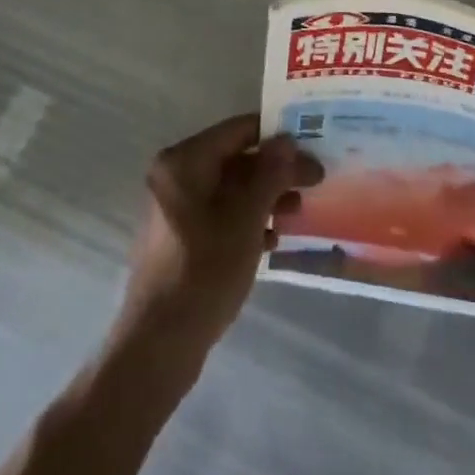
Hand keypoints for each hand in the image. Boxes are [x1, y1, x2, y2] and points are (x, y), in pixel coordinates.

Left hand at [115, 114, 322, 361]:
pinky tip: (273, 239)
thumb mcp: (246, 219)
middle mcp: (176, 176)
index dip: (276, 135)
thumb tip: (287, 140)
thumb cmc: (204, 270)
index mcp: (185, 161)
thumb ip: (270, 174)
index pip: (239, 130)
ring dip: (265, 196)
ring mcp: (176, 208)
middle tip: (315, 181)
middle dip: (275, 170)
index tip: (311, 144)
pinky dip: (247, 219)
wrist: (159, 344)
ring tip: (297, 212)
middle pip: (235, 159)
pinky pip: (220, 214)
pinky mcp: (181, 238)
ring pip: (230, 189)